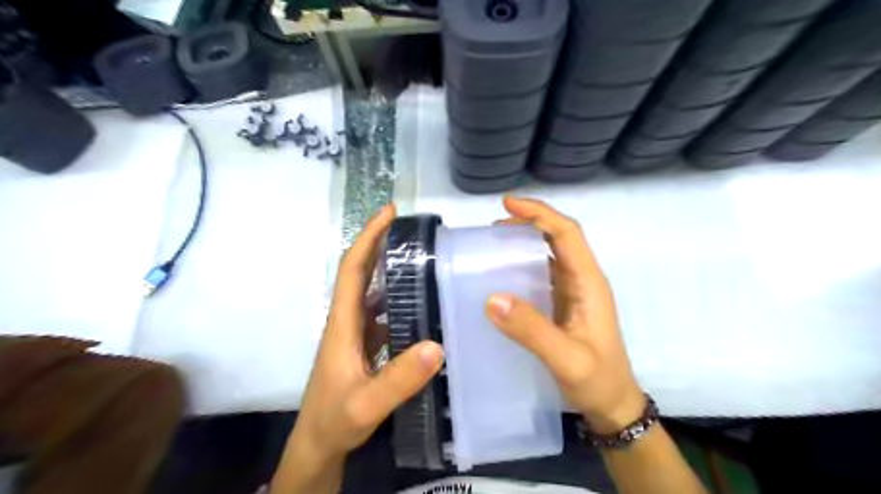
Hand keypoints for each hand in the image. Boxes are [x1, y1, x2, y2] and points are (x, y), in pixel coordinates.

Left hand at [272, 204, 443, 492]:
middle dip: (380, 244)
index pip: (352, 268)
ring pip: (372, 292)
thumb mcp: (367, 403)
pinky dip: (397, 300)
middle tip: (414, 230)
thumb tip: (437, 345)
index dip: (368, 237)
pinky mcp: (363, 345)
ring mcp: (355, 333)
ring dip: (390, 270)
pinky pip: (381, 313)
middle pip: (361, 273)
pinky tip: (420, 305)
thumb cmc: (335, 420)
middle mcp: (347, 320)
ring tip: (423, 260)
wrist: (319, 444)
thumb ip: (399, 379)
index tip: (389, 212)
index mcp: (343, 323)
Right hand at [485, 195, 645, 431]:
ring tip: (493, 243)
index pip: (566, 234)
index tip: (508, 204)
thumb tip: (492, 298)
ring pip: (550, 253)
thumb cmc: (597, 381)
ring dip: (525, 241)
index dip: (539, 214)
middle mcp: (583, 280)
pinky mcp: (564, 304)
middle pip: (559, 237)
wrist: (613, 406)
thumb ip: (532, 330)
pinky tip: (504, 273)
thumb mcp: (566, 359)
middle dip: (529, 222)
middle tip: (493, 225)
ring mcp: (574, 292)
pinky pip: (543, 273)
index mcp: (589, 283)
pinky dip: (523, 263)